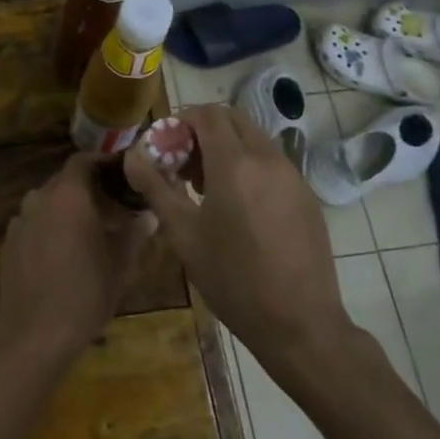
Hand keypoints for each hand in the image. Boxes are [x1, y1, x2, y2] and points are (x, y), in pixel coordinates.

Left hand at [0, 154, 154, 362]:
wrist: (35, 335)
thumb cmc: (85, 293)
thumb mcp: (119, 264)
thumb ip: (134, 233)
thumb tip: (148, 216)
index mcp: (68, 195)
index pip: (83, 160)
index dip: (102, 163)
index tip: (121, 173)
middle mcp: (40, 199)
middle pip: (64, 181)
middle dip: (88, 188)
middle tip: (112, 206)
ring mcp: (20, 221)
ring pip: (47, 203)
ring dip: (67, 209)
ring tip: (88, 230)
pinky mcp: (8, 243)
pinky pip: (33, 224)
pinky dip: (49, 228)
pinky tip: (62, 253)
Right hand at [125, 105, 353, 367]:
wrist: (300, 324)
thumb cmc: (233, 280)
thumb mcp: (184, 235)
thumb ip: (156, 187)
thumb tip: (132, 156)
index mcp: (235, 164)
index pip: (208, 114)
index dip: (182, 121)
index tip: (166, 147)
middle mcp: (268, 159)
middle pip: (233, 119)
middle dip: (204, 131)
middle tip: (184, 165)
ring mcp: (293, 176)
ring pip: (254, 139)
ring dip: (227, 147)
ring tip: (208, 189)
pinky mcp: (307, 195)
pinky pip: (272, 163)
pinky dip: (250, 166)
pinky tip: (240, 207)